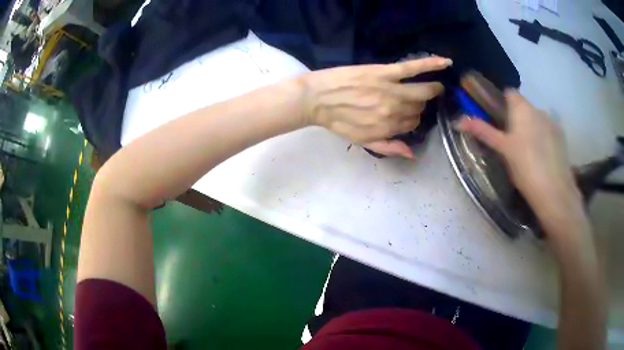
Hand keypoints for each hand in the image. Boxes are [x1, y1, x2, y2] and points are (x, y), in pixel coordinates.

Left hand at [299, 57, 451, 157]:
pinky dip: (431, 64)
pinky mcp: (385, 72)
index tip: (407, 114)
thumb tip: (412, 154)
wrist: (315, 98)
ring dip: (431, 90)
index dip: (412, 119)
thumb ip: (389, 147)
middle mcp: (394, 111)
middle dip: (419, 106)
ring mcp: (391, 90)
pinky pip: (413, 68)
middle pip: (419, 108)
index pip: (412, 124)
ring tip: (435, 87)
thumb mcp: (362, 140)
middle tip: (414, 100)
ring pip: (422, 91)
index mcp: (388, 128)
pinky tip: (445, 62)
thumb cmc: (337, 120)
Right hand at [455, 90, 581, 219]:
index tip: (499, 121)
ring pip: (537, 119)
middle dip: (518, 118)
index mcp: (522, 107)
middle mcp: (538, 109)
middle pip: (524, 107)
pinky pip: (549, 130)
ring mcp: (552, 122)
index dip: (503, 103)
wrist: (553, 191)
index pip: (510, 93)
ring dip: (532, 128)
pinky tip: (543, 157)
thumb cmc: (524, 167)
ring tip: (529, 152)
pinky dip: (544, 137)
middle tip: (512, 142)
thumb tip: (458, 120)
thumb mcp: (502, 149)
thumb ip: (483, 131)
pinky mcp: (562, 137)